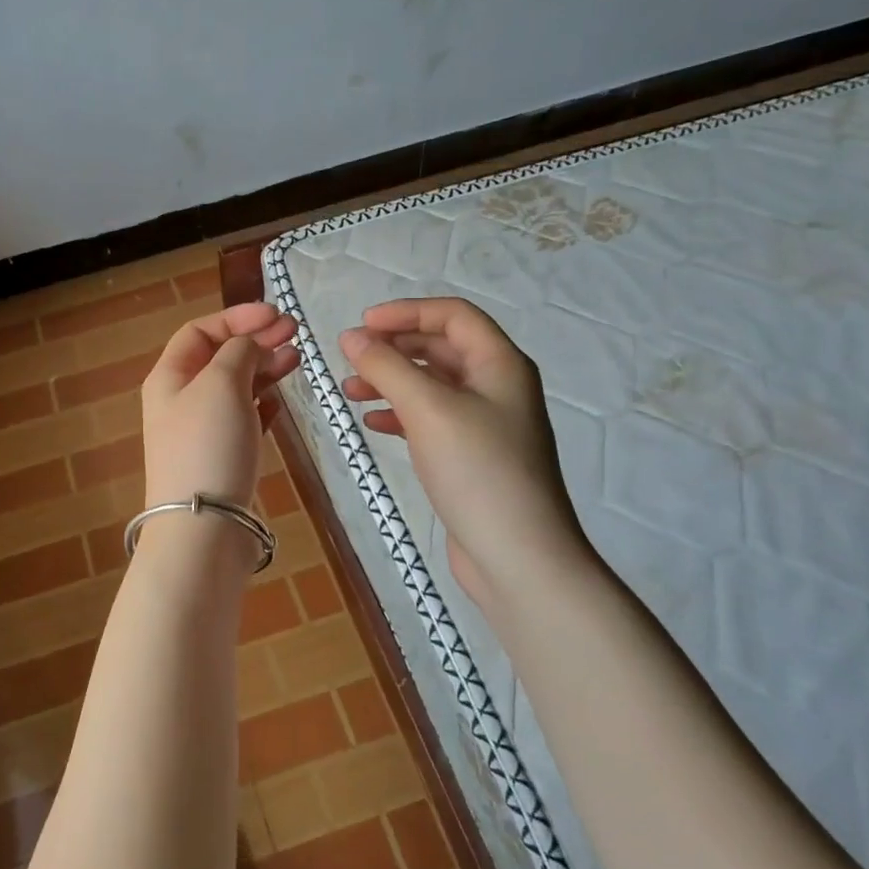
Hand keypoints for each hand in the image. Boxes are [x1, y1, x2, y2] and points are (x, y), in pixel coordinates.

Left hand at [142, 302, 300, 508]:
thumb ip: (238, 352)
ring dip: (263, 369)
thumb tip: (250, 344)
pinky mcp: (221, 458)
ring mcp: (201, 431)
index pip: (200, 330)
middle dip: (255, 340)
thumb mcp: (221, 383)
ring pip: (234, 387)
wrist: (203, 527)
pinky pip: (242, 419)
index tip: (276, 315)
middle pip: (219, 357)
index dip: (237, 317)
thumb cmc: (208, 444)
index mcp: (169, 377)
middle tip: (295, 334)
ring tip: (296, 360)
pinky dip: (261, 404)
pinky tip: (280, 401)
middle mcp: (180, 400)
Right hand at [339, 297, 587, 593]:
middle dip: (394, 348)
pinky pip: (430, 420)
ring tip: (350, 392)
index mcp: (500, 364)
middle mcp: (497, 387)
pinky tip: (372, 423)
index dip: (406, 312)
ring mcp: (486, 424)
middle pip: (441, 348)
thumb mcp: (428, 409)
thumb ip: (386, 367)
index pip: (453, 315)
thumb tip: (351, 337)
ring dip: (391, 381)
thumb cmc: (478, 470)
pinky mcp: (471, 457)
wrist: (518, 557)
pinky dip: (400, 415)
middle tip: (350, 358)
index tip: (362, 325)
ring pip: (432, 385)